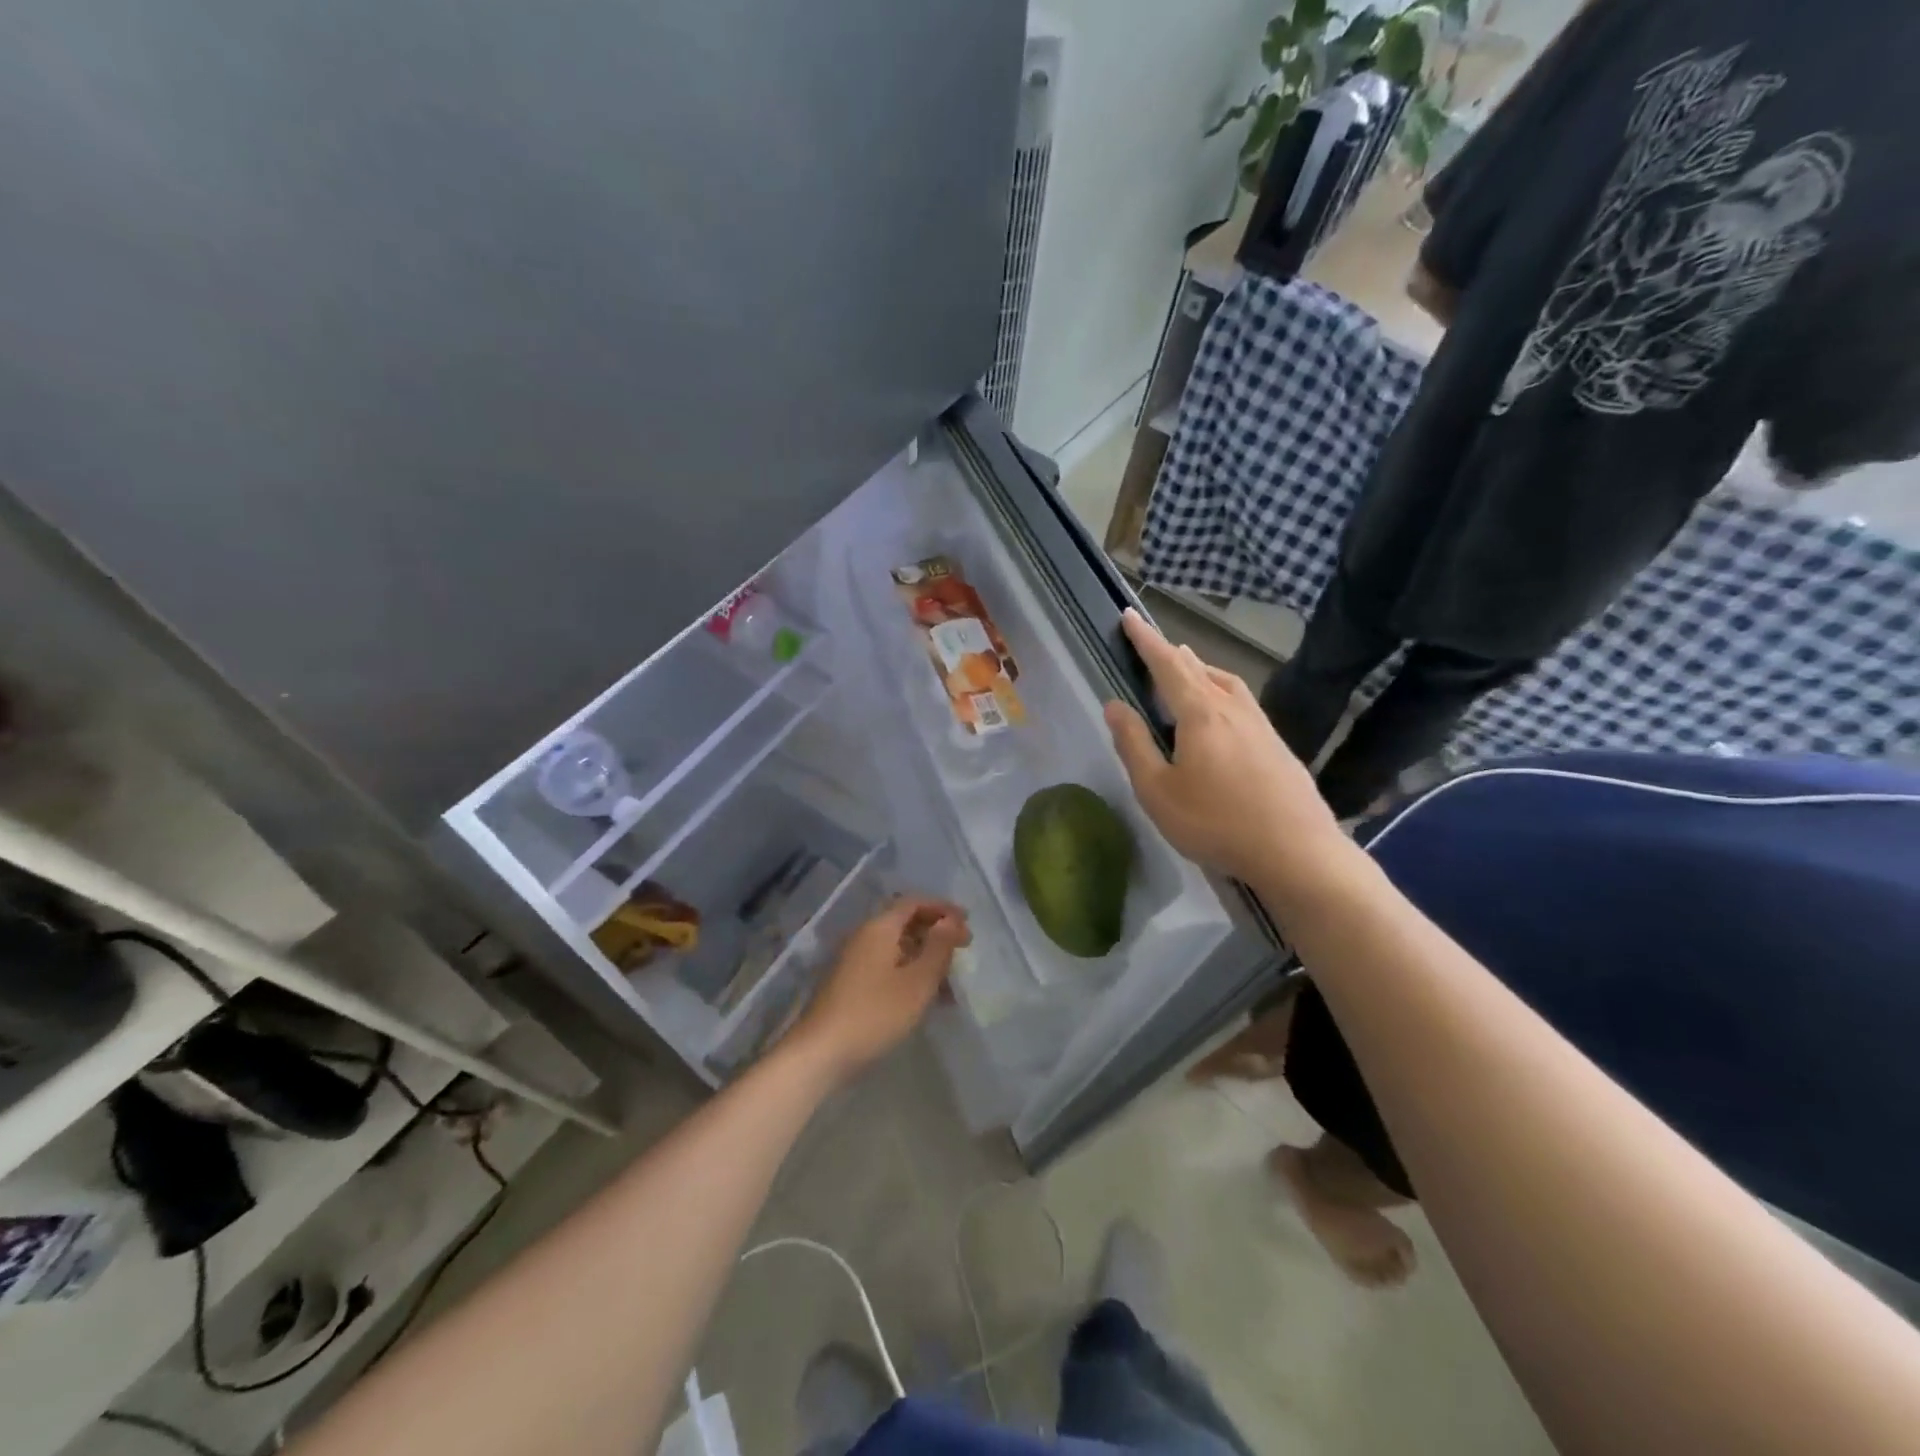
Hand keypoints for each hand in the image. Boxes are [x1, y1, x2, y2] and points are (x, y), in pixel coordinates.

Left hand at [788, 897, 970, 1084]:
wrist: (820, 1053)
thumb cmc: (875, 1013)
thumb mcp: (917, 982)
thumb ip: (938, 947)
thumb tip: (951, 920)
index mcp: (879, 928)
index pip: (914, 902)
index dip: (942, 908)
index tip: (967, 922)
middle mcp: (863, 937)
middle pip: (904, 922)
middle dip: (936, 932)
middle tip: (963, 948)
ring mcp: (853, 961)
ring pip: (897, 948)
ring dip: (925, 957)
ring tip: (950, 983)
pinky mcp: (849, 984)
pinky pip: (887, 967)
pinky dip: (909, 974)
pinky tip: (925, 999)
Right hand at [1104, 608, 1344, 887]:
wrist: (1297, 852)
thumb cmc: (1216, 822)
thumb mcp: (1157, 791)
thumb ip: (1134, 745)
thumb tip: (1114, 705)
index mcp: (1200, 713)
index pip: (1167, 665)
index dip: (1145, 640)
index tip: (1128, 616)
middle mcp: (1233, 708)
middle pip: (1199, 669)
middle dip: (1172, 654)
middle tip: (1154, 646)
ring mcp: (1261, 725)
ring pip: (1226, 683)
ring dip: (1202, 670)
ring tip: (1188, 670)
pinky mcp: (1278, 745)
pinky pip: (1242, 702)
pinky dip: (1222, 692)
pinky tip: (1223, 712)